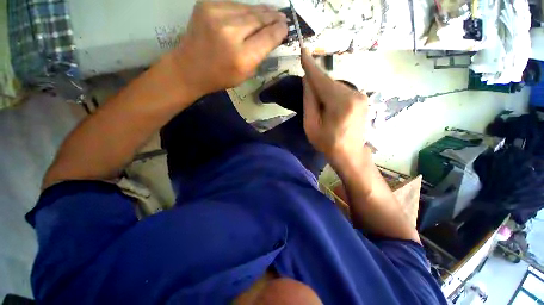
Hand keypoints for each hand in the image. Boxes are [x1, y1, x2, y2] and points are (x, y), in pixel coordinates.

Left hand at [172, 1, 287, 96]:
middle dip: (273, 17)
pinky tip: (250, 14)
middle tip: (282, 16)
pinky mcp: (207, 5)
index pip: (268, 37)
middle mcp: (230, 32)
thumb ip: (259, 55)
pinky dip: (244, 10)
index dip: (279, 30)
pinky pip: (234, 5)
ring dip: (261, 11)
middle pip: (259, 19)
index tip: (286, 26)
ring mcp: (216, 15)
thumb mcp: (245, 74)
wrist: (189, 67)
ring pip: (248, 9)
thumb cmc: (220, 77)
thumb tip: (272, 36)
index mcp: (242, 57)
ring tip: (271, 12)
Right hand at [301, 49, 368, 166]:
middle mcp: (354, 94)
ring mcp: (361, 96)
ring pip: (336, 85)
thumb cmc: (327, 143)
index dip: (310, 65)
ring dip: (324, 89)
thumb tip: (307, 80)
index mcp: (340, 102)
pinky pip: (342, 90)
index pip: (321, 79)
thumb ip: (309, 101)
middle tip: (308, 93)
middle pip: (329, 82)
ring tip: (319, 105)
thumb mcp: (311, 125)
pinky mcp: (362, 99)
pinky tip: (329, 104)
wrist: (350, 155)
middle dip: (316, 83)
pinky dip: (332, 93)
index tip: (303, 50)